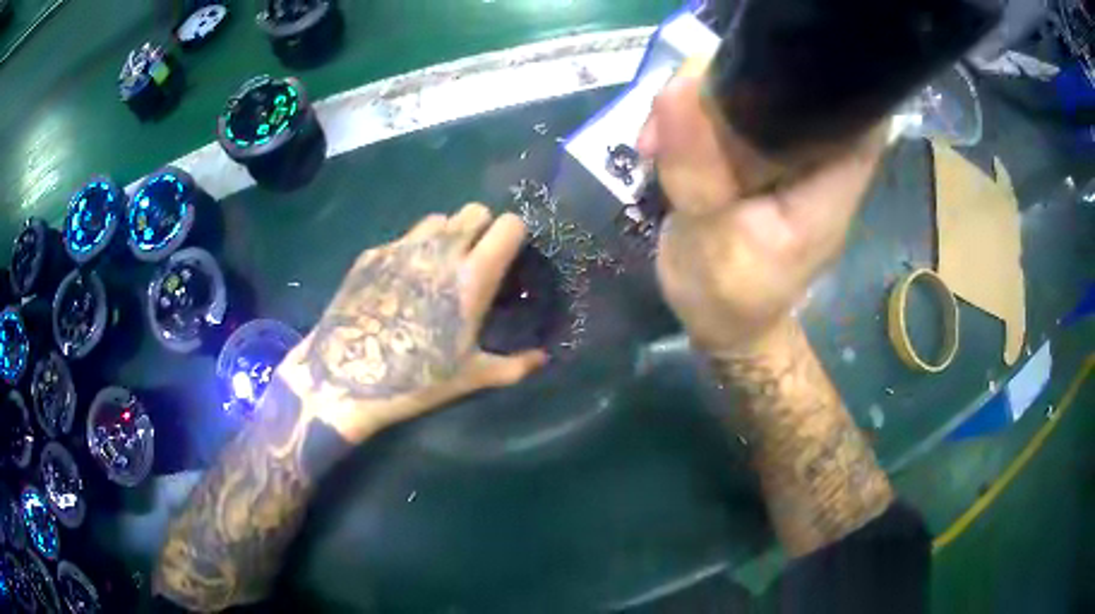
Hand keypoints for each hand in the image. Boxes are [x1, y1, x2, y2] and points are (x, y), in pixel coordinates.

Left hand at [278, 204, 548, 442]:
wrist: (344, 376)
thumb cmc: (416, 379)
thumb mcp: (472, 377)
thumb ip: (515, 366)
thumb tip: (544, 358)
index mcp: (472, 277)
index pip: (508, 224)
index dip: (514, 236)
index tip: (510, 258)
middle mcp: (440, 250)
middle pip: (475, 210)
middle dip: (483, 229)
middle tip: (475, 261)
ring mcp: (403, 247)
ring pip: (438, 218)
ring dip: (447, 234)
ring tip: (438, 267)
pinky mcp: (373, 253)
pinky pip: (404, 237)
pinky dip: (413, 250)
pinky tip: (401, 283)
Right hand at [639, 60, 884, 352]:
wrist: (722, 323)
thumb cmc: (728, 296)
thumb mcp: (708, 240)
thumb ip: (697, 168)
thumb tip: (673, 91)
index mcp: (829, 187)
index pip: (855, 115)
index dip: (824, 78)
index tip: (765, 64)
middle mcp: (818, 164)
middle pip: (795, 91)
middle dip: (734, 83)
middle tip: (676, 108)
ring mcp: (786, 159)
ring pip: (755, 97)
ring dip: (700, 100)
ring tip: (657, 138)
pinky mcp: (757, 159)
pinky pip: (730, 116)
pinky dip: (691, 117)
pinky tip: (659, 143)